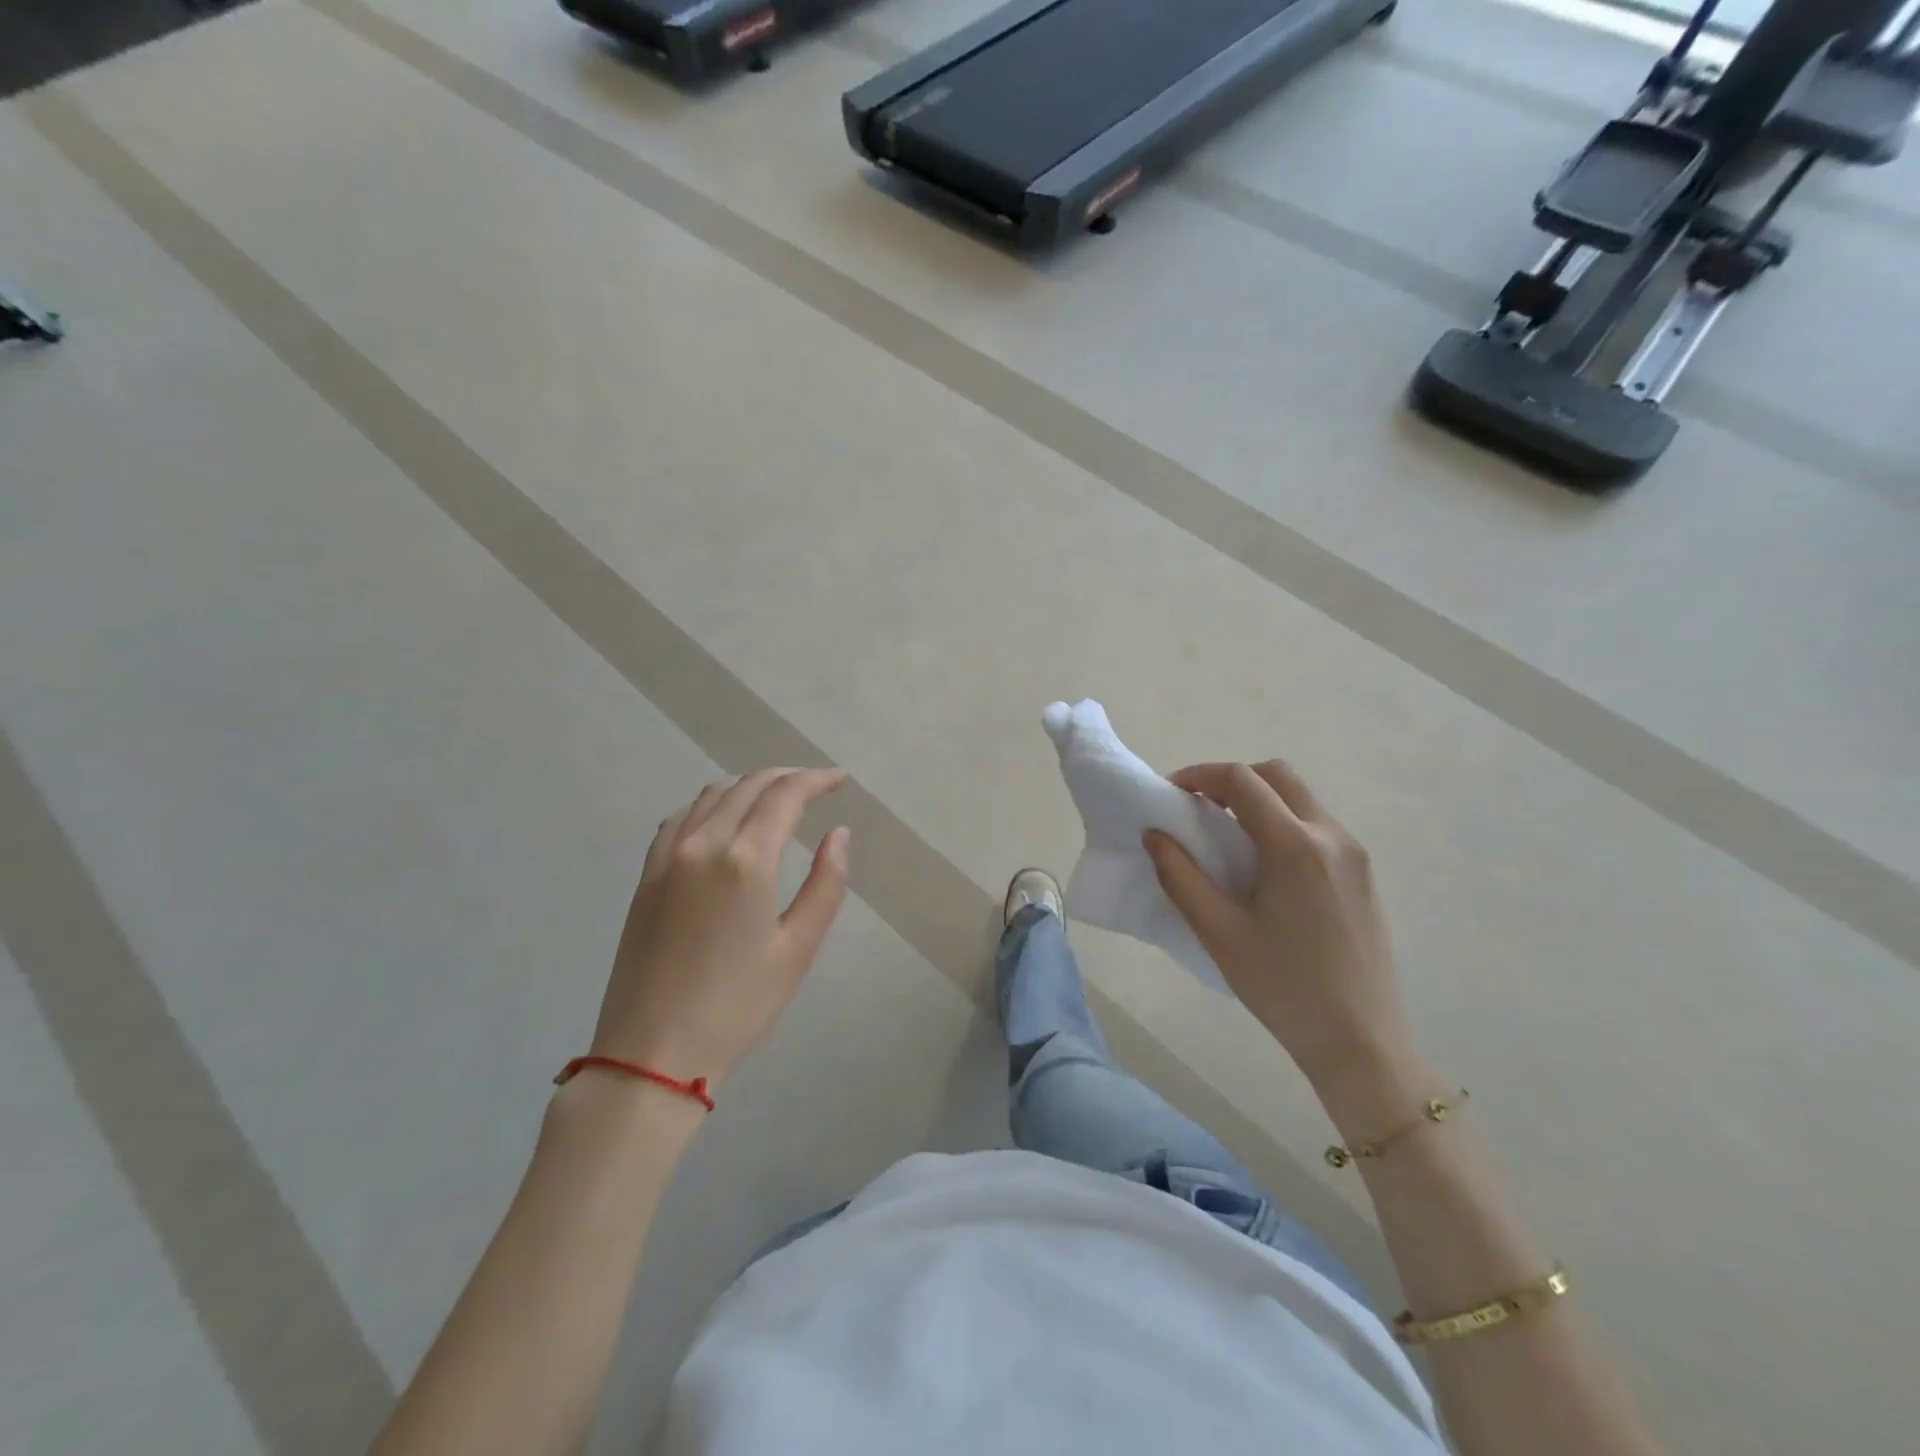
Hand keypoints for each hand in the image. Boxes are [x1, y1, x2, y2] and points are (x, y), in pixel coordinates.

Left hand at [591, 769, 850, 1091]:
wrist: (652, 1051)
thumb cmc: (737, 1005)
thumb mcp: (797, 949)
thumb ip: (825, 884)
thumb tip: (839, 834)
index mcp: (744, 859)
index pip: (785, 795)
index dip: (817, 780)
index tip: (841, 780)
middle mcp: (702, 842)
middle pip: (748, 786)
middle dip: (787, 778)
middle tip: (817, 787)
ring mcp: (667, 856)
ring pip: (712, 795)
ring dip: (750, 786)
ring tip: (777, 799)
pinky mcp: (647, 874)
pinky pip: (681, 817)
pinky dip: (711, 804)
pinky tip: (724, 820)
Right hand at [1144, 760, 1414, 1090]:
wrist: (1362, 1042)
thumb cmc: (1283, 988)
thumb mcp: (1219, 934)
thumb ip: (1181, 876)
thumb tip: (1154, 835)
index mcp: (1295, 847)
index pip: (1242, 781)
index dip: (1200, 775)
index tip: (1171, 793)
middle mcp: (1332, 837)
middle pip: (1278, 775)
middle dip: (1232, 779)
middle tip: (1199, 808)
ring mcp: (1355, 854)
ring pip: (1301, 798)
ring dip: (1260, 800)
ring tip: (1226, 837)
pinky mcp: (1364, 874)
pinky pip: (1318, 825)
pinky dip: (1283, 822)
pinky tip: (1264, 866)